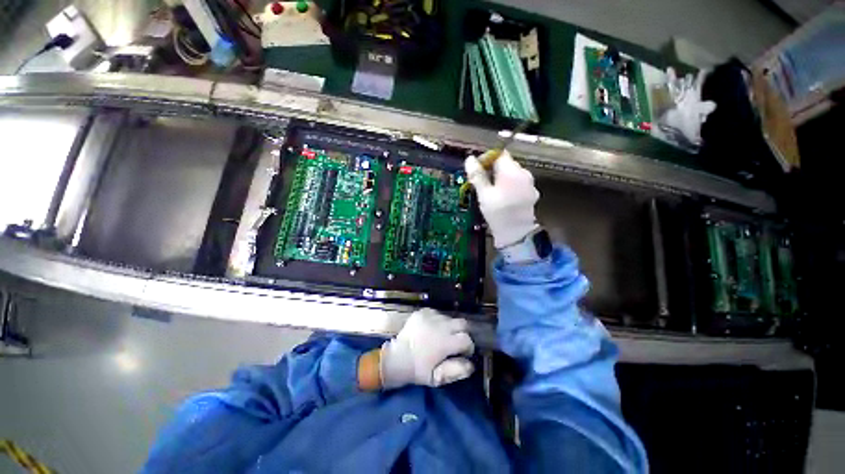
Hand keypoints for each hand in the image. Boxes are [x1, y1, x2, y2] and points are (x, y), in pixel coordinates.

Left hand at [380, 309, 474, 388]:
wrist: (396, 358)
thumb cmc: (417, 370)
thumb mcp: (437, 378)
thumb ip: (457, 371)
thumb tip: (471, 364)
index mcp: (445, 342)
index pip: (467, 339)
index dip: (468, 347)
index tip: (463, 353)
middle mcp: (440, 325)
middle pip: (462, 323)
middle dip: (462, 333)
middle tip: (455, 342)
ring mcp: (430, 316)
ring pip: (449, 318)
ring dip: (449, 326)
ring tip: (440, 336)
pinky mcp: (422, 312)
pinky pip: (436, 313)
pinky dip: (437, 320)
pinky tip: (431, 329)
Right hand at [465, 150, 539, 247]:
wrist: (516, 233)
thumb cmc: (498, 213)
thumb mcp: (484, 194)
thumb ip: (477, 175)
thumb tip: (469, 159)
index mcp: (511, 171)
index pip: (499, 154)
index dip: (487, 159)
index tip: (477, 171)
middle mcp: (523, 173)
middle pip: (506, 163)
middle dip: (493, 169)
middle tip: (481, 183)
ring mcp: (530, 183)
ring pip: (512, 173)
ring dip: (501, 178)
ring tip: (491, 192)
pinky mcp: (531, 192)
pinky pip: (518, 183)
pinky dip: (510, 185)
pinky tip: (503, 198)